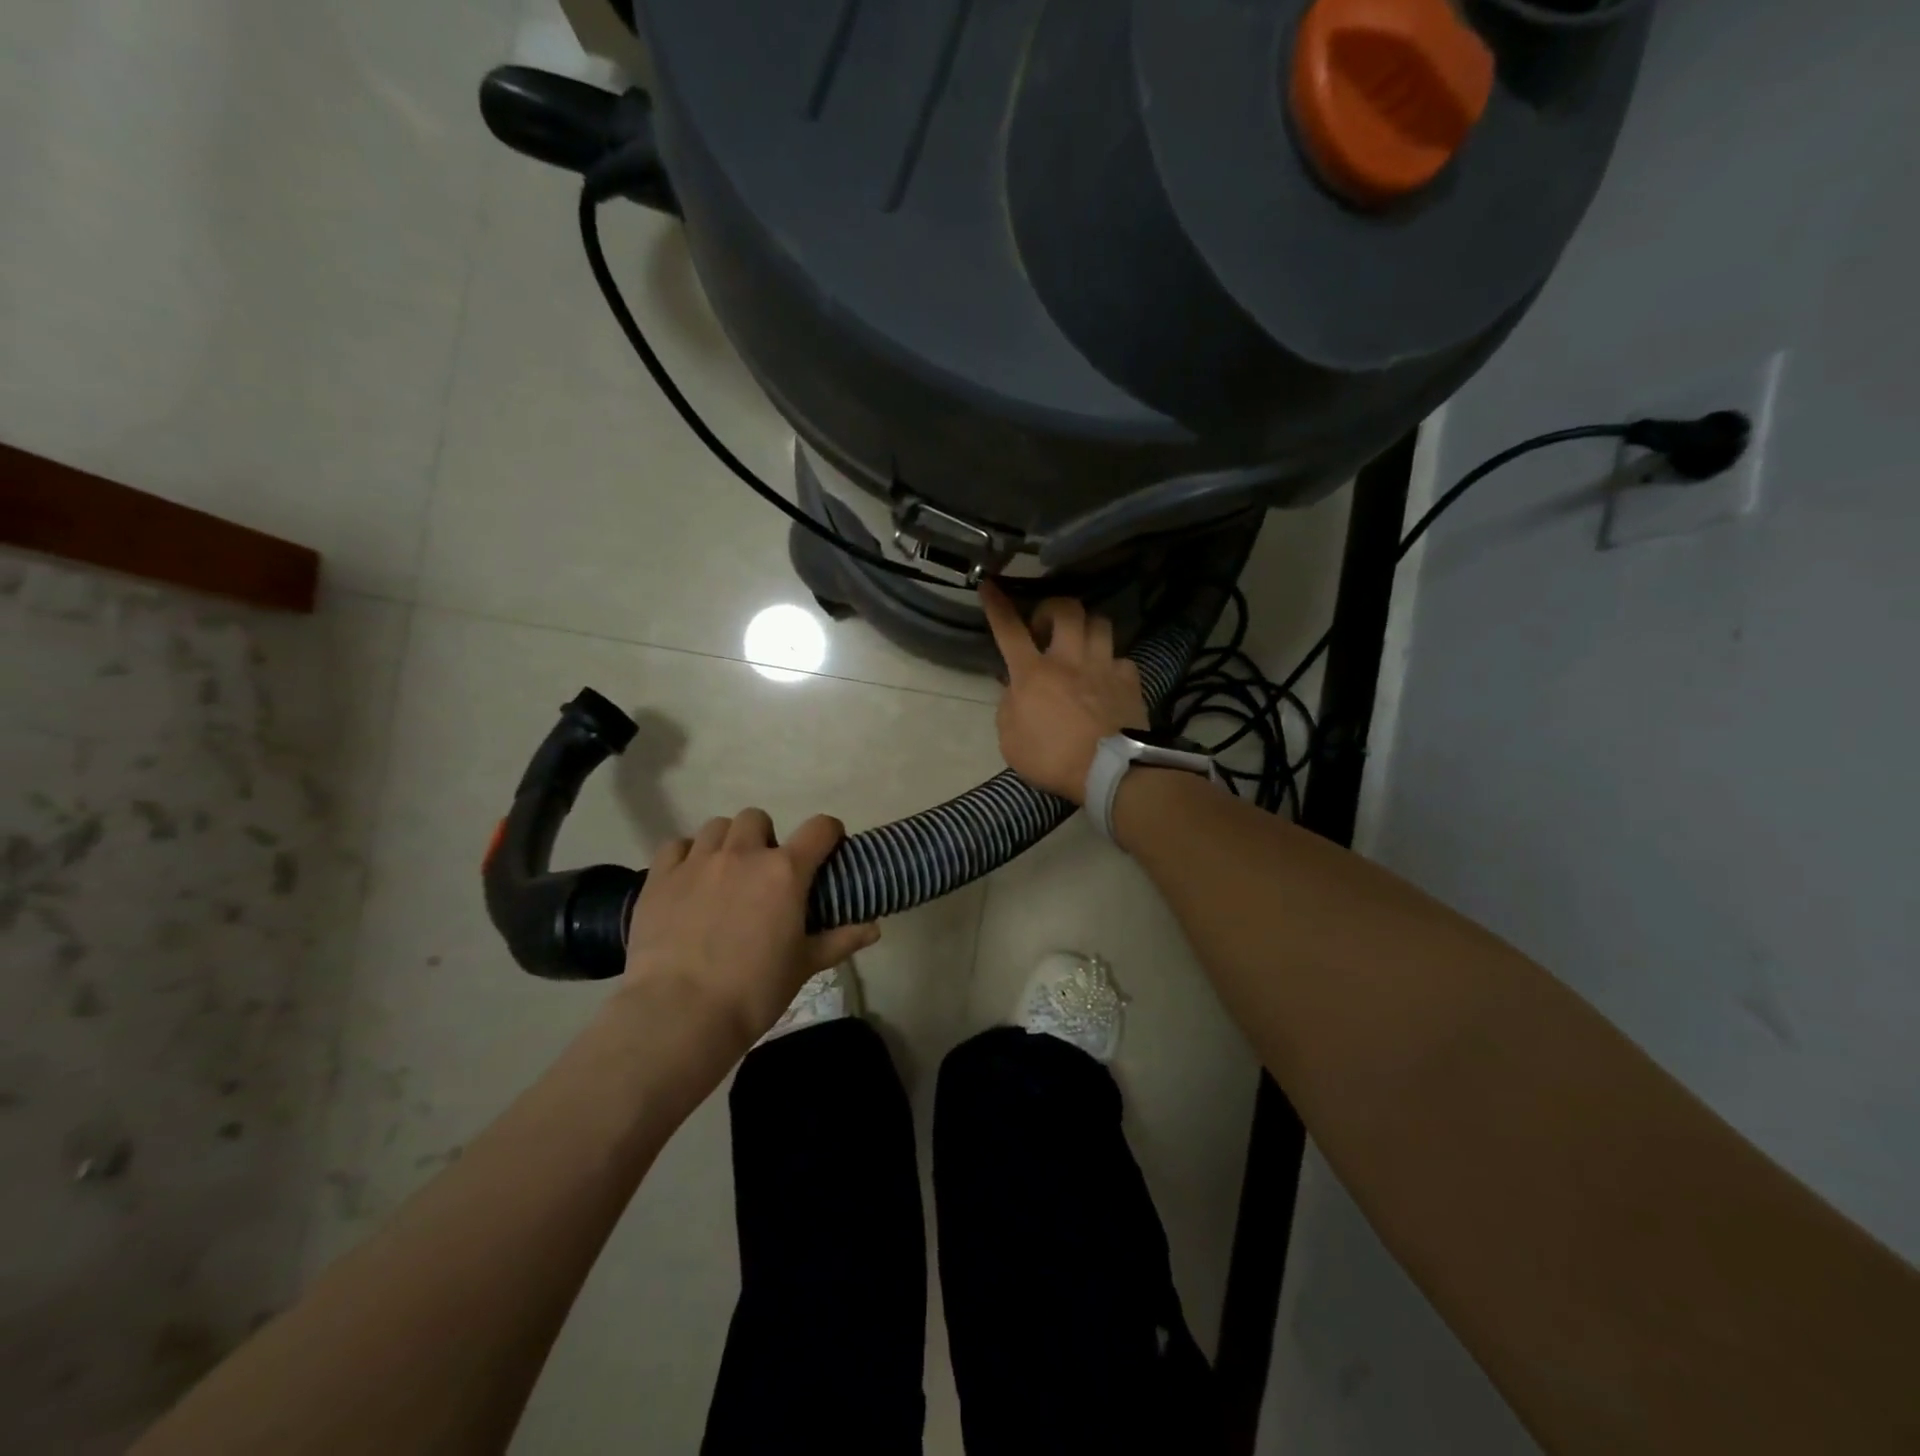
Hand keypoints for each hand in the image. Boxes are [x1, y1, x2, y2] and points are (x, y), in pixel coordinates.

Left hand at [621, 811, 877, 1050]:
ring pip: (716, 826)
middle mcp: (743, 854)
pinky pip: (675, 845)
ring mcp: (698, 861)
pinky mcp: (661, 877)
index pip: (819, 828)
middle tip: (764, 871)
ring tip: (725, 872)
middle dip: (765, 837)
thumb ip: (840, 940)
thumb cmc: (754, 990)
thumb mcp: (804, 966)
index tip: (827, 848)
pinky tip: (688, 879)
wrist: (680, 1013)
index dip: (829, 833)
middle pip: (758, 818)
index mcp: (785, 871)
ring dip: (726, 841)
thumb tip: (874, 927)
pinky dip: (686, 855)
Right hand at [980, 580, 1146, 803]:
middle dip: (1053, 608)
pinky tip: (1108, 678)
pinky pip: (1122, 659)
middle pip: (1066, 609)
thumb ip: (1009, 708)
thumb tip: (1013, 688)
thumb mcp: (1011, 740)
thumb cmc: (1051, 759)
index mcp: (1033, 673)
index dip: (997, 605)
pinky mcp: (1130, 681)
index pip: (1009, 630)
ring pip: (1100, 623)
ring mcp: (1103, 667)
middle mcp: (1069, 660)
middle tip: (1046, 627)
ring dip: (1087, 628)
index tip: (989, 585)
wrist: (1109, 771)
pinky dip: (1113, 664)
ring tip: (1081, 645)